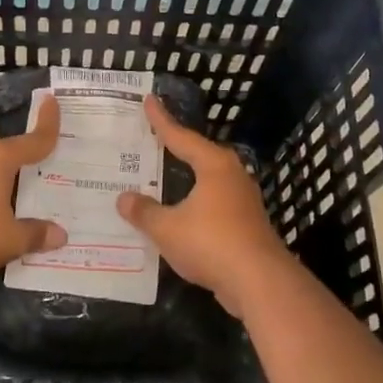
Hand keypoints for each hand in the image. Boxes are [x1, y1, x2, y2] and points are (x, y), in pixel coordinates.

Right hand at [116, 95, 296, 315]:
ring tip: (163, 175)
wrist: (259, 282)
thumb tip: (123, 198)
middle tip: (153, 138)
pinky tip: (181, 214)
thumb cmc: (211, 243)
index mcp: (214, 166)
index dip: (162, 121)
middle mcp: (231, 176)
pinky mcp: (246, 224)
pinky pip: (213, 205)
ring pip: (208, 182)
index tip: (149, 100)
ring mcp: (243, 200)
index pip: (181, 137)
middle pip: (198, 155)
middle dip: (176, 148)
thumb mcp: (168, 228)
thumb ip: (144, 212)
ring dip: (186, 179)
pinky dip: (195, 204)